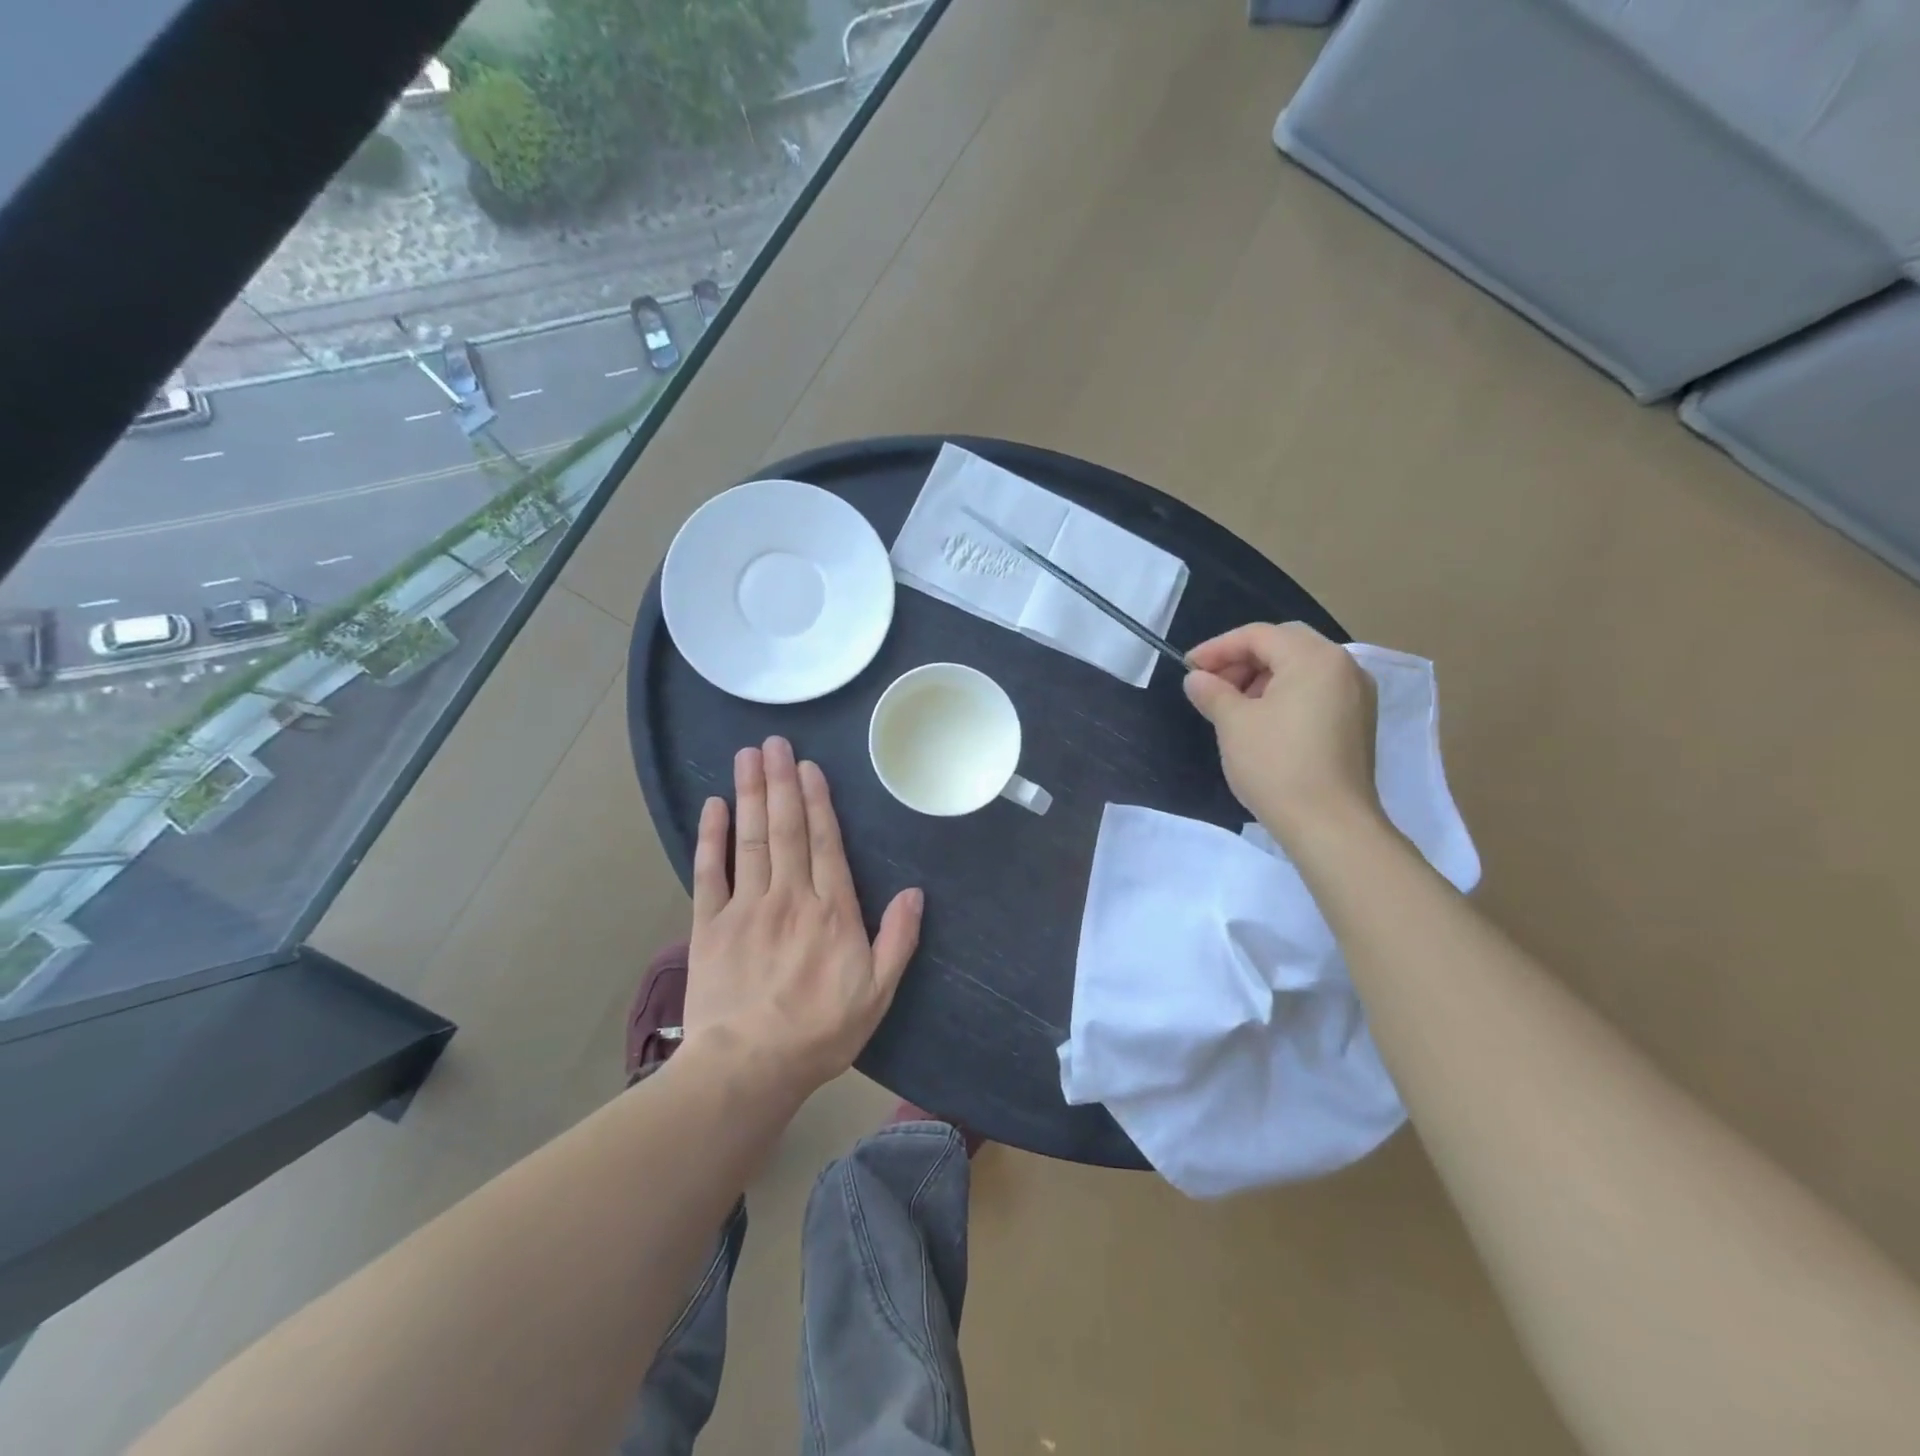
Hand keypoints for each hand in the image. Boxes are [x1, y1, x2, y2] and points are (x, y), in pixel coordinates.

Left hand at [685, 736, 923, 1095]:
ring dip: (750, 795)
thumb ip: (898, 940)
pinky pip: (709, 872)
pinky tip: (713, 807)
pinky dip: (711, 838)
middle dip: (781, 782)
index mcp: (831, 911)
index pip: (825, 843)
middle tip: (774, 742)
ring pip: (750, 839)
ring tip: (747, 756)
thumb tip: (916, 893)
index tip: (808, 766)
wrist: (748, 1067)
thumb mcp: (877, 994)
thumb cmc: (819, 1032)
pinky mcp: (709, 925)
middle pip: (786, 829)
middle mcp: (789, 896)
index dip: (818, 801)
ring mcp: (745, 907)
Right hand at [1182, 623, 1381, 848]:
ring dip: (1263, 677)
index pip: (1258, 635)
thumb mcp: (1233, 724)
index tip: (1188, 668)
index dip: (1218, 648)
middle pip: (1284, 644)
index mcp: (1314, 658)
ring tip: (1232, 705)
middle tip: (1211, 683)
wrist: (1330, 824)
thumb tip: (1197, 678)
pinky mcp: (1357, 722)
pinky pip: (1316, 691)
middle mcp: (1344, 666)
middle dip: (1242, 659)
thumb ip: (1212, 692)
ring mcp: (1357, 695)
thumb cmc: (1277, 765)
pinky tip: (1262, 721)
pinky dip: (1286, 694)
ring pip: (1302, 668)